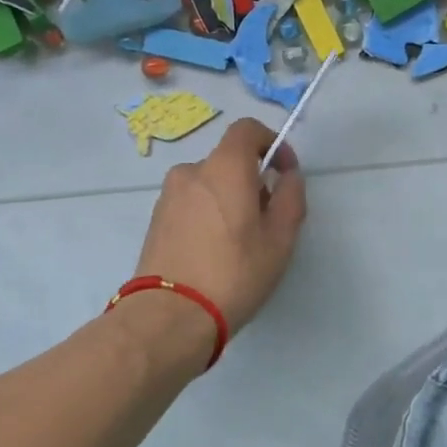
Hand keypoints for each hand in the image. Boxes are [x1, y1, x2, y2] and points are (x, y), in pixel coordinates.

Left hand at [132, 119, 307, 337]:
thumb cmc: (234, 273)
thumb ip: (290, 198)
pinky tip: (215, 250)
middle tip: (267, 218)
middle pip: (229, 160)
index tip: (284, 172)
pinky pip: (191, 203)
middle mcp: (192, 171)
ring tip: (240, 240)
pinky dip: (208, 213)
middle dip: (252, 179)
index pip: (247, 129)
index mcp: (224, 167)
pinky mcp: (155, 220)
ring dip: (228, 198)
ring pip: (209, 183)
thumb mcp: (280, 239)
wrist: (169, 316)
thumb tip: (288, 176)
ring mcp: (168, 196)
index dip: (271, 142)